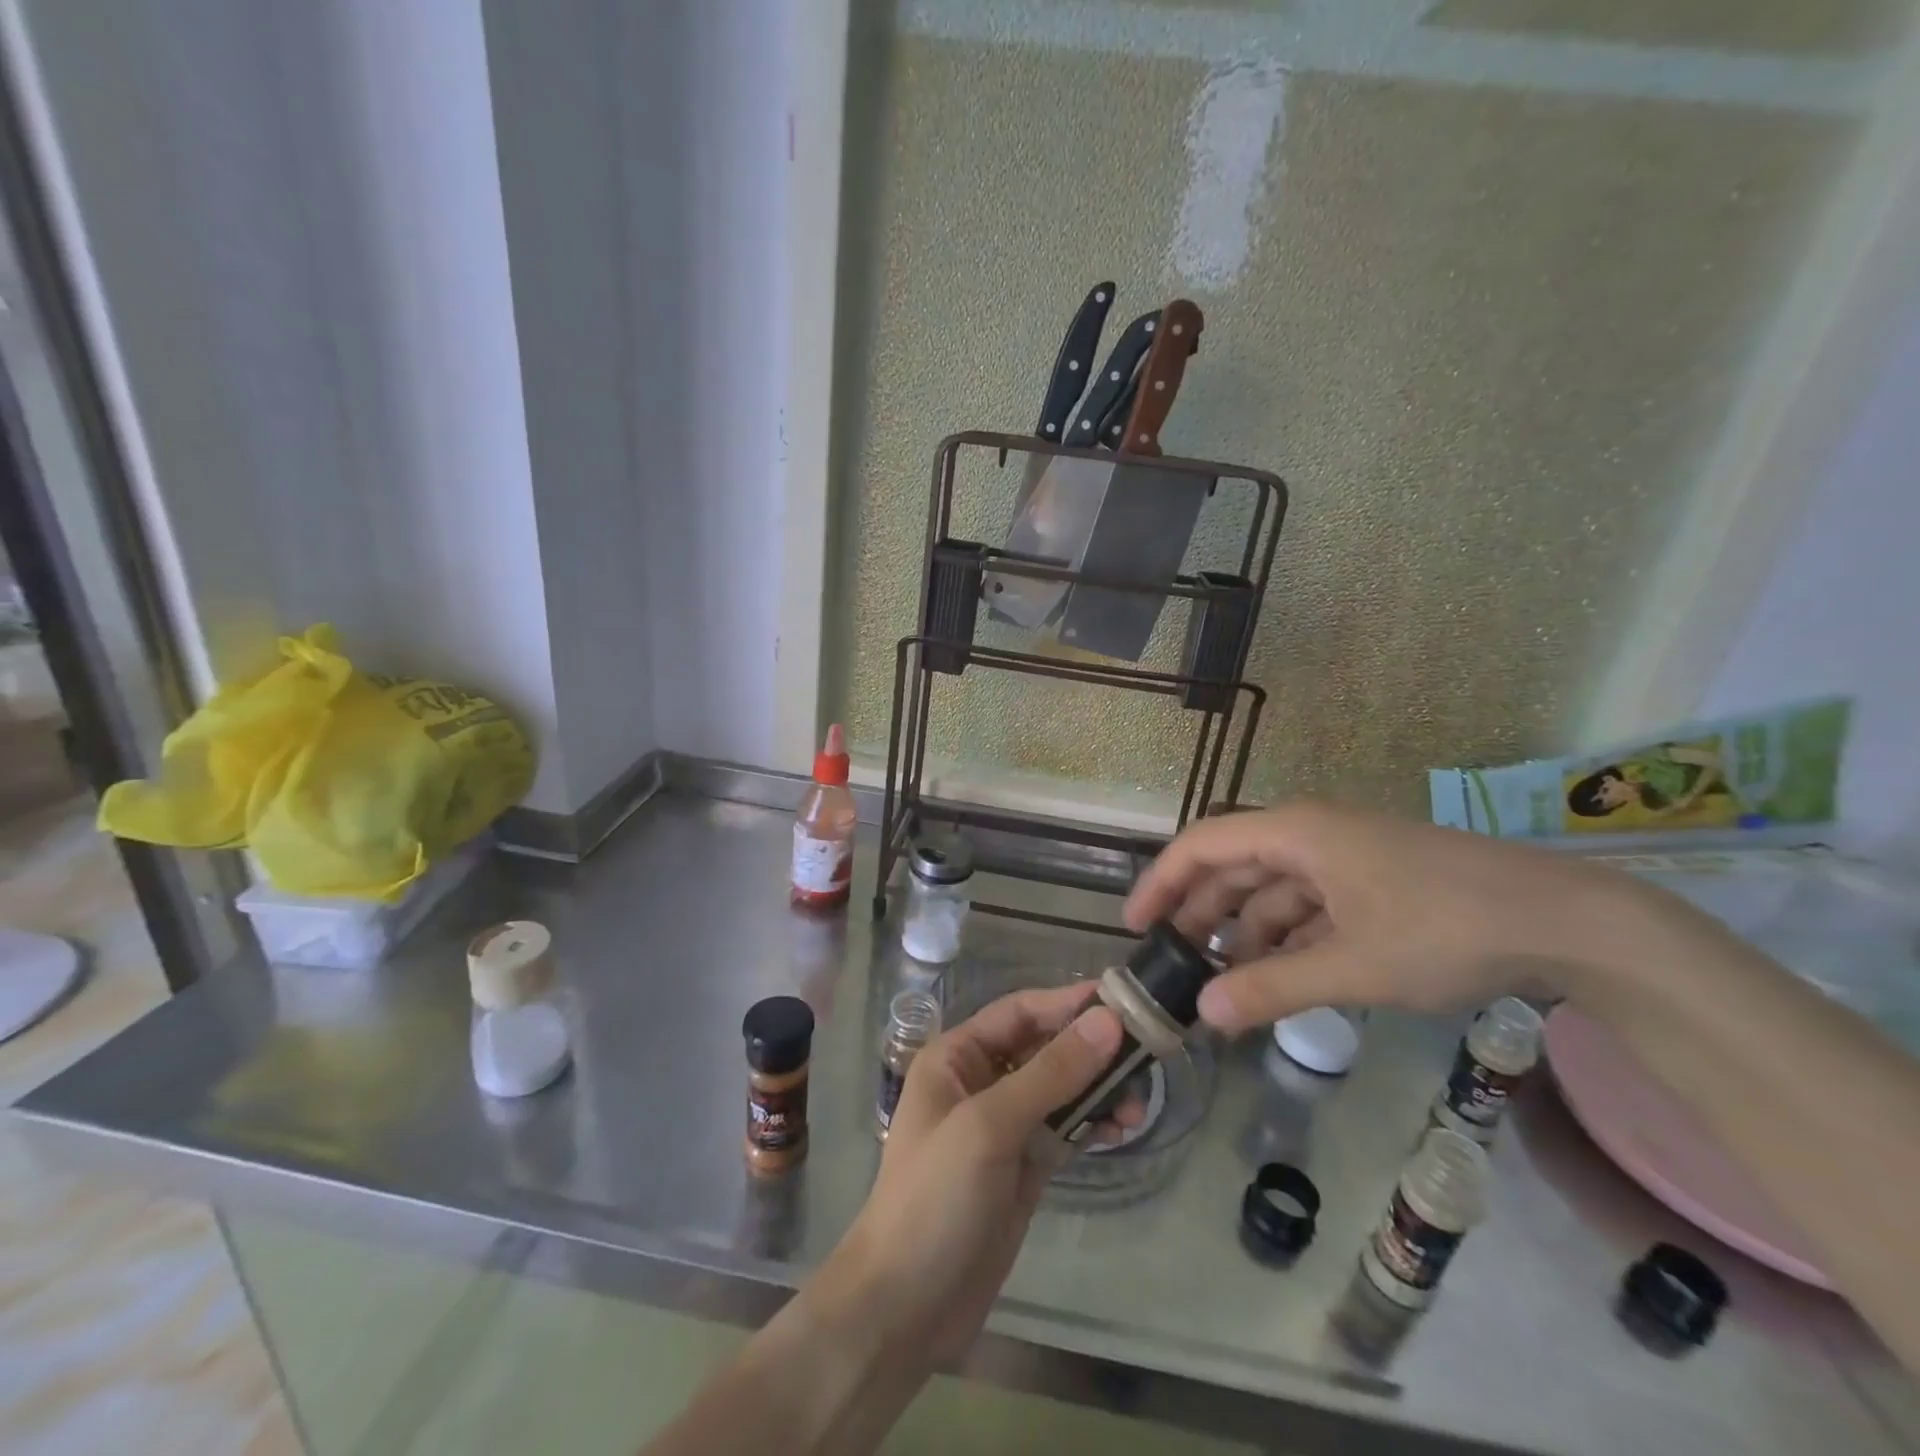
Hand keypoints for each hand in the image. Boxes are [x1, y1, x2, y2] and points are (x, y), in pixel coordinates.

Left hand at [817, 985, 1125, 1367]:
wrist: (906, 1306)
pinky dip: (1093, 1122)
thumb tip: (1108, 1021)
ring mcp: (1005, 1124)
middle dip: (1092, 1049)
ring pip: (1062, 1088)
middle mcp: (981, 1081)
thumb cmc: (935, 1197)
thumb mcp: (989, 1126)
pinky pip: (1066, 1127)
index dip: (1067, 1003)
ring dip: (1099, 1089)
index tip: (1122, 1000)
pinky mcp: (1025, 1165)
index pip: (1019, 1012)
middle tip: (1145, 1054)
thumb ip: (1050, 1073)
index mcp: (957, 1057)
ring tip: (1138, 1104)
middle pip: (1045, 1047)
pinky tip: (1121, 1129)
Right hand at [1123, 801, 1651, 1033]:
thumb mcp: (1353, 966)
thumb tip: (1203, 1016)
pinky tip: (1281, 977)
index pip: (1201, 845)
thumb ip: (1273, 988)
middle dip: (1200, 915)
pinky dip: (1287, 939)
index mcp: (1295, 832)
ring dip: (1245, 933)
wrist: (1566, 920)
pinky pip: (1308, 907)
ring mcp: (1343, 858)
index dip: (1160, 882)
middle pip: (1232, 868)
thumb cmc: (1445, 928)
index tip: (1135, 927)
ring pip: (1271, 891)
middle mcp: (1309, 834)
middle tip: (1175, 965)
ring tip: (1226, 983)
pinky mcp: (1371, 881)